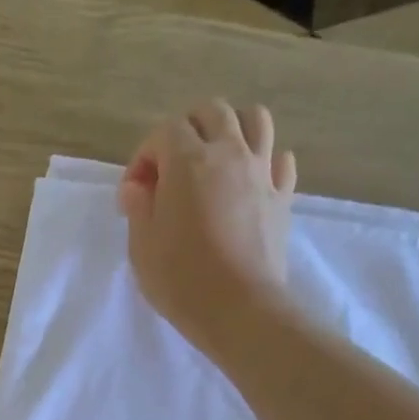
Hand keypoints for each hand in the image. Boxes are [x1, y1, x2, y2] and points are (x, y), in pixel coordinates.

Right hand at [119, 99, 297, 354]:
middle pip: (211, 111)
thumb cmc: (180, 278)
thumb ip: (138, 206)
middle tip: (170, 167)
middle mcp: (229, 153)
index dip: (144, 156)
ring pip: (254, 119)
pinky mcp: (283, 196)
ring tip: (214, 159)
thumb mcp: (141, 245)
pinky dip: (264, 160)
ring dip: (230, 129)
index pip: (164, 132)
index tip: (135, 193)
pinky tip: (249, 181)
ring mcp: (261, 172)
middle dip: (186, 129)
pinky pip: (280, 159)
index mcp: (188, 162)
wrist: (238, 308)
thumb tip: (138, 187)